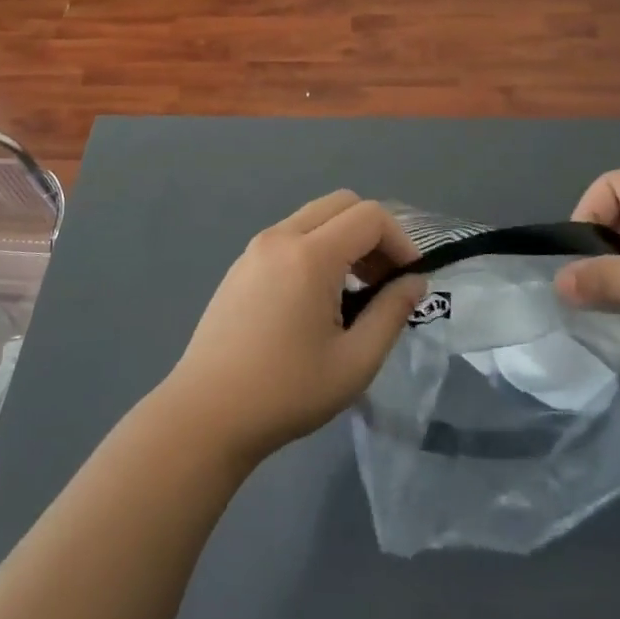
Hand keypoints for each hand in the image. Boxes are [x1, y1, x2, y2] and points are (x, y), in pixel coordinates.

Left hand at [159, 191, 426, 465]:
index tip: (409, 281)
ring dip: (344, 240)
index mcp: (310, 255)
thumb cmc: (286, 392)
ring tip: (354, 293)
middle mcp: (280, 237)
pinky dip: (316, 248)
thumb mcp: (355, 361)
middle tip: (384, 281)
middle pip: (341, 204)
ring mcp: (255, 248)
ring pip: (314, 217)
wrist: (206, 414)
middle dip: (373, 234)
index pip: (369, 216)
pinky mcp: (240, 265)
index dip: (400, 241)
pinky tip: (315, 299)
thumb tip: (413, 281)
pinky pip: (290, 236)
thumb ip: (391, 313)